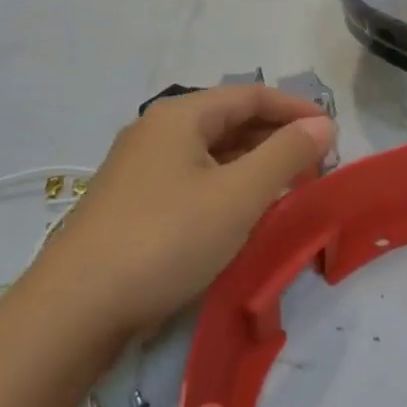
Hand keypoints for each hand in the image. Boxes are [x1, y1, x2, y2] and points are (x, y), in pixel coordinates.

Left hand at [38, 85, 334, 333]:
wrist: (73, 311)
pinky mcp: (131, 203)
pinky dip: (227, 187)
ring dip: (253, 165)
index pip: (252, 95)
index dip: (296, 109)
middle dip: (277, 139)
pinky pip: (192, 179)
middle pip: (230, 121)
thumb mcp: (238, 196)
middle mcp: (157, 131)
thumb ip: (286, 154)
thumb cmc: (166, 239)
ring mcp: (139, 167)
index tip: (333, 133)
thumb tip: (323, 123)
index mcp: (181, 115)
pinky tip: (241, 214)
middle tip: (315, 167)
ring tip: (288, 190)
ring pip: (211, 153)